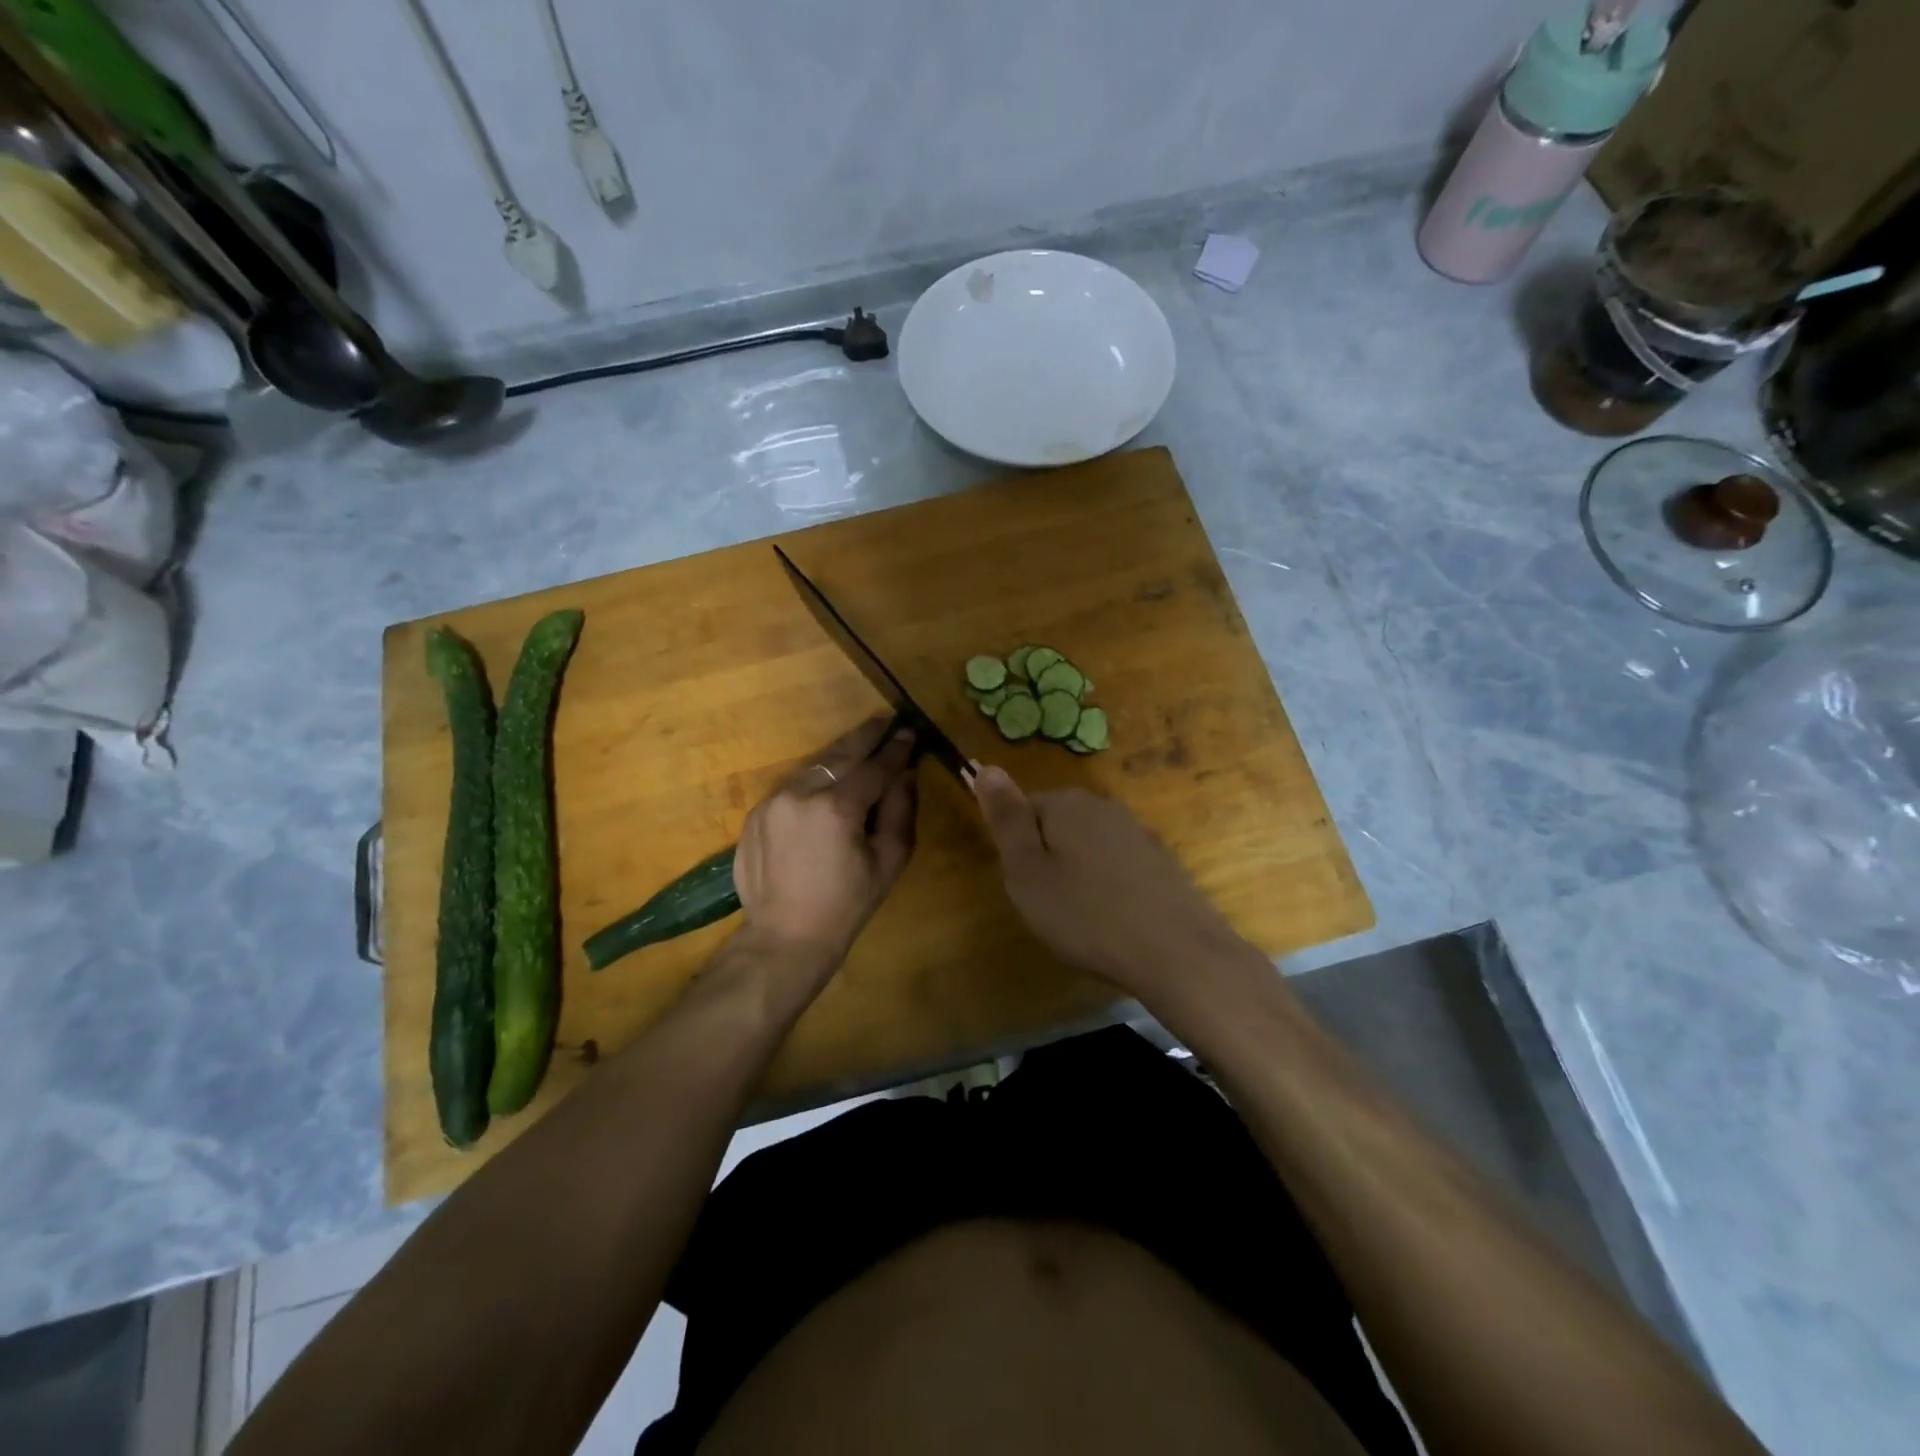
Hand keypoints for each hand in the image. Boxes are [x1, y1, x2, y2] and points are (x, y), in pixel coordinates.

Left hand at [733, 717, 918, 970]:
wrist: (785, 936)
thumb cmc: (847, 904)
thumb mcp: (888, 860)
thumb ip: (900, 809)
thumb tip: (906, 772)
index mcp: (837, 808)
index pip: (874, 766)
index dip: (895, 749)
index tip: (910, 732)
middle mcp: (801, 793)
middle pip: (840, 754)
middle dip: (866, 736)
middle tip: (886, 721)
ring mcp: (772, 801)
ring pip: (813, 766)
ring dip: (839, 755)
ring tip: (860, 745)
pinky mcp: (756, 813)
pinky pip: (793, 786)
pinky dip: (814, 779)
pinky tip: (828, 782)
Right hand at [971, 765, 1251, 1004]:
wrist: (1177, 953)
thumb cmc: (1086, 915)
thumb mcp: (1027, 871)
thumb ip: (1006, 818)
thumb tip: (985, 766)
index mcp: (1067, 803)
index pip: (1023, 809)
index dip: (1017, 850)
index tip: (1024, 886)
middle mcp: (1104, 807)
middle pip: (1057, 826)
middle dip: (1047, 861)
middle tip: (1048, 906)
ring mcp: (1138, 833)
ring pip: (1088, 848)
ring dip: (1079, 876)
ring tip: (1082, 920)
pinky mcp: (1162, 863)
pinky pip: (1118, 868)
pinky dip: (1109, 890)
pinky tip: (1114, 923)